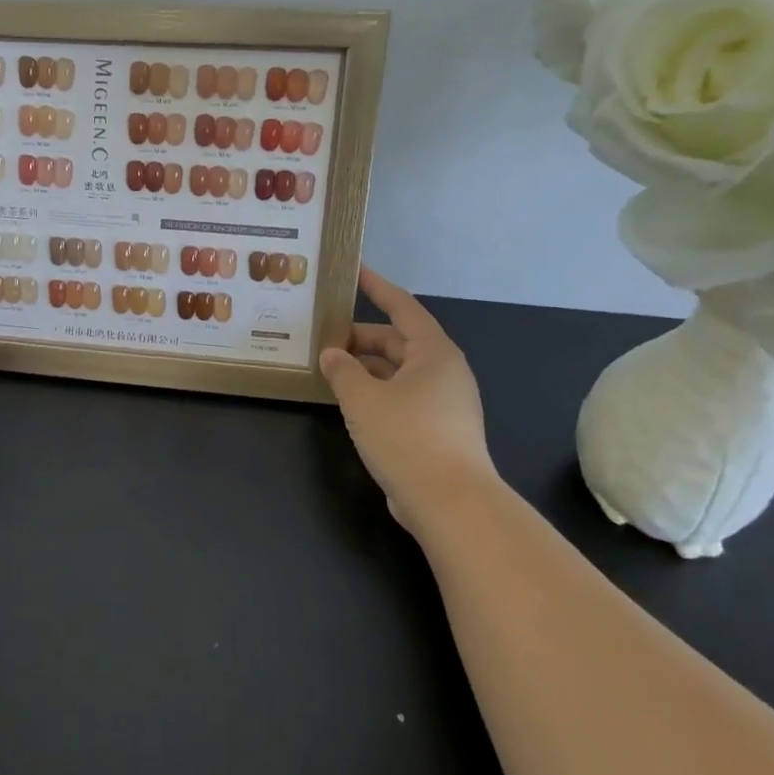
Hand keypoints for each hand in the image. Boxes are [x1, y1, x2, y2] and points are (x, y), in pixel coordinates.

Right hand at [320, 267, 492, 532]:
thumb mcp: (363, 399)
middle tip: (323, 337)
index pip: (402, 307)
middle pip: (397, 342)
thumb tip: (332, 354)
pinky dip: (376, 392)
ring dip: (365, 368)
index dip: (376, 287)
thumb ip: (342, 370)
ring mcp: (444, 402)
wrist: (450, 503)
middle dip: (360, 338)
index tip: (354, 271)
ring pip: (398, 372)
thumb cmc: (407, 437)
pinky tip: (350, 402)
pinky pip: (401, 397)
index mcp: (433, 353)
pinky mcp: (438, 430)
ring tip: (329, 369)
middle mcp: (444, 371)